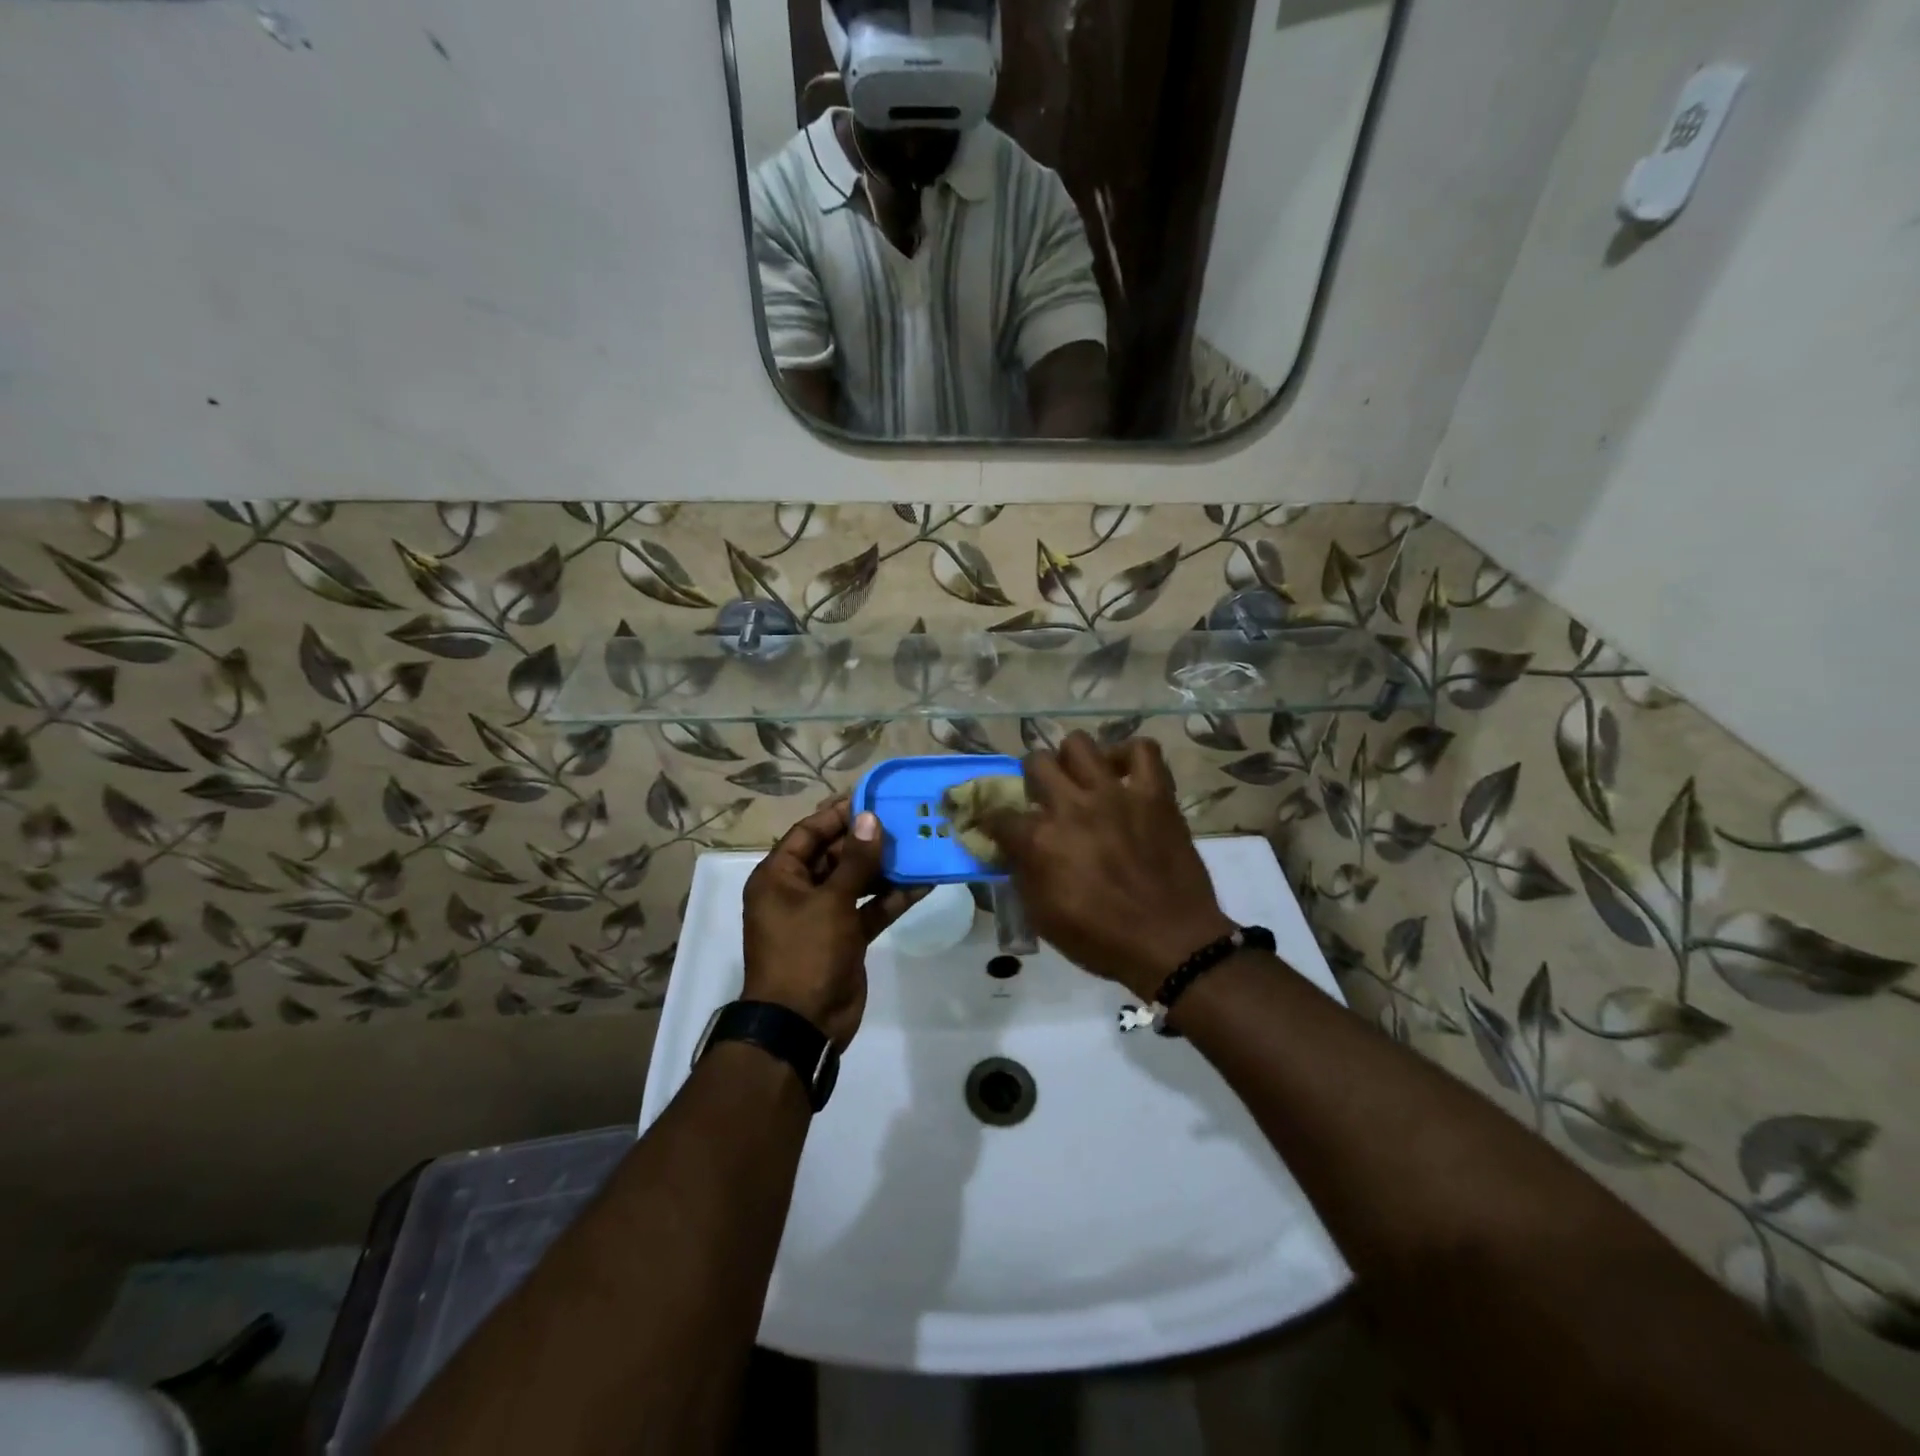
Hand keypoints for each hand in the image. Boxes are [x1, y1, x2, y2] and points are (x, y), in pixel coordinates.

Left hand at [742, 798, 924, 1047]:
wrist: (802, 1024)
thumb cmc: (806, 953)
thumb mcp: (831, 902)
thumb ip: (855, 860)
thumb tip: (869, 818)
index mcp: (779, 877)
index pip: (808, 832)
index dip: (839, 815)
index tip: (872, 798)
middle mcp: (798, 891)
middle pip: (834, 854)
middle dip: (868, 840)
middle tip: (904, 820)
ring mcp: (823, 915)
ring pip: (856, 881)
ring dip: (884, 868)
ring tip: (919, 846)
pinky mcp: (845, 936)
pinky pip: (869, 908)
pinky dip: (891, 898)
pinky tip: (924, 883)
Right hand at [983, 734, 1234, 999]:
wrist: (1171, 944)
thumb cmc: (1101, 939)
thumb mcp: (1042, 917)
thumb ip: (1022, 875)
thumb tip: (1010, 851)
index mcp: (1041, 839)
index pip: (998, 815)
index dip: (992, 822)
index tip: (997, 829)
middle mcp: (1072, 806)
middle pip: (1036, 762)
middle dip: (1032, 779)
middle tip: (1044, 798)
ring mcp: (1115, 794)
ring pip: (1079, 744)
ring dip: (1072, 760)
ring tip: (1080, 780)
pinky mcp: (1154, 794)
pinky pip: (1143, 751)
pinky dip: (1129, 756)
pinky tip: (1122, 774)